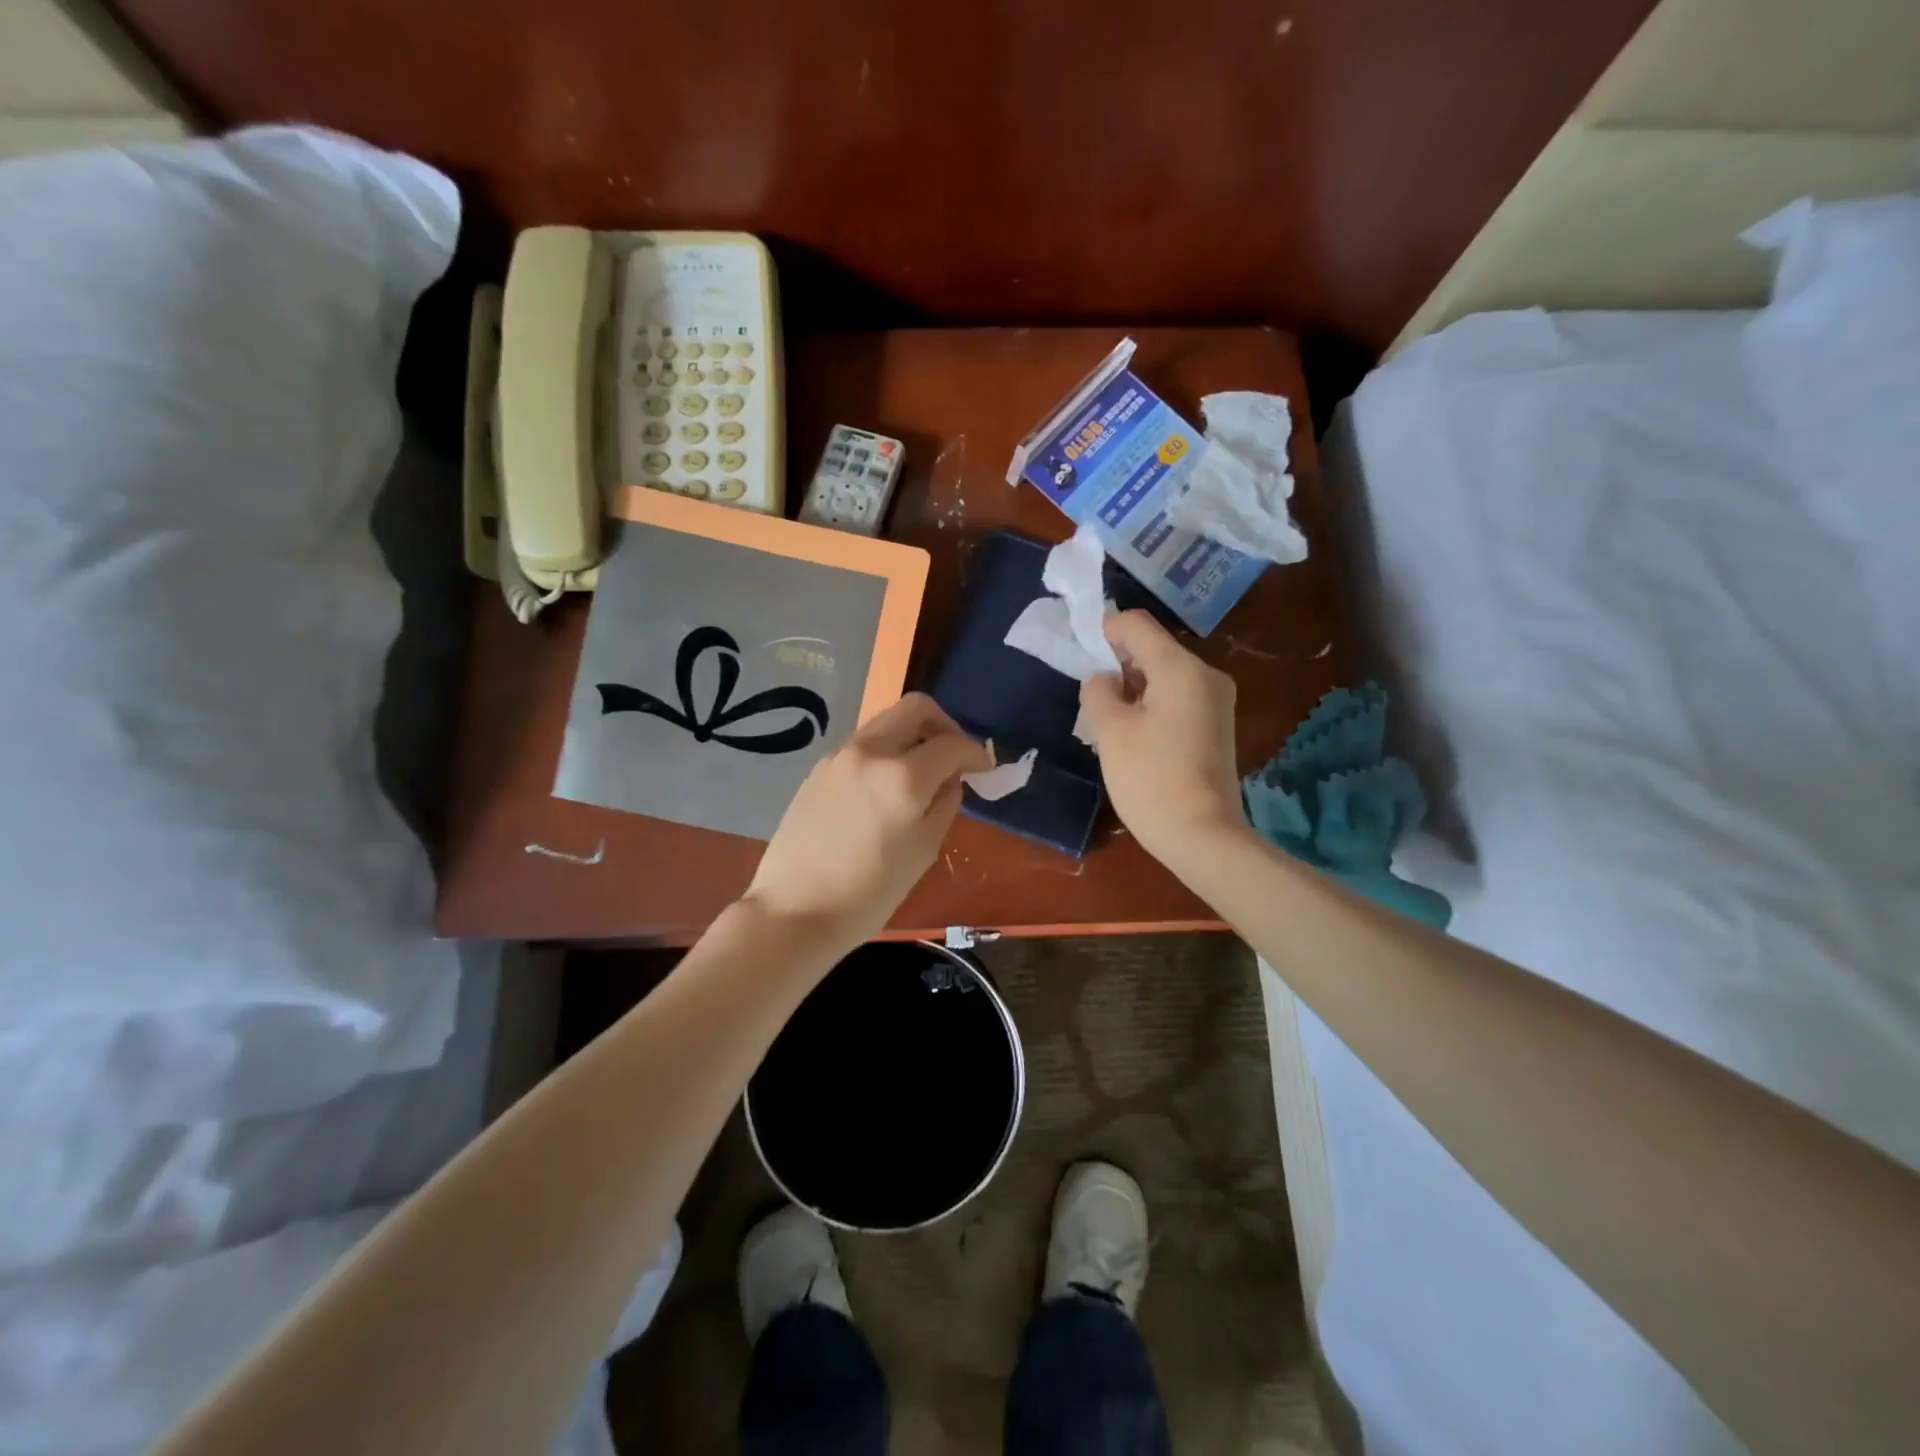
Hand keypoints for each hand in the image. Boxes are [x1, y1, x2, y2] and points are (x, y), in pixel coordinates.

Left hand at [743, 693, 990, 949]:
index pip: (953, 744)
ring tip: (921, 771)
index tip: (985, 768)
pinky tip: (886, 785)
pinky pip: (864, 742)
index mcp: (903, 776)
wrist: (795, 910)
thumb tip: (950, 778)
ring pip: (887, 721)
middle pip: (916, 707)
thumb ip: (945, 803)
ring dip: (912, 735)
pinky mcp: (819, 767)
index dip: (976, 753)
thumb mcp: (924, 851)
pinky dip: (885, 750)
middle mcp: (871, 751)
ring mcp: (840, 755)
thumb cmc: (869, 893)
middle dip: (944, 725)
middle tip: (954, 756)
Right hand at [1078, 610, 1245, 866]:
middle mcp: (1206, 675)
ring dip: (1134, 687)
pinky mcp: (1217, 725)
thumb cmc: (1150, 779)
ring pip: (1165, 675)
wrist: (1202, 836)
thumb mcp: (1111, 731)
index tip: (1080, 655)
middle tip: (1092, 696)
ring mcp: (1217, 701)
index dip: (1104, 631)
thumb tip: (1105, 679)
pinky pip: (1178, 697)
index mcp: (1181, 668)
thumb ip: (1099, 690)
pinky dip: (1153, 704)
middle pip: (1153, 649)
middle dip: (1119, 664)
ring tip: (1111, 721)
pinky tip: (1136, 735)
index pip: (1136, 625)